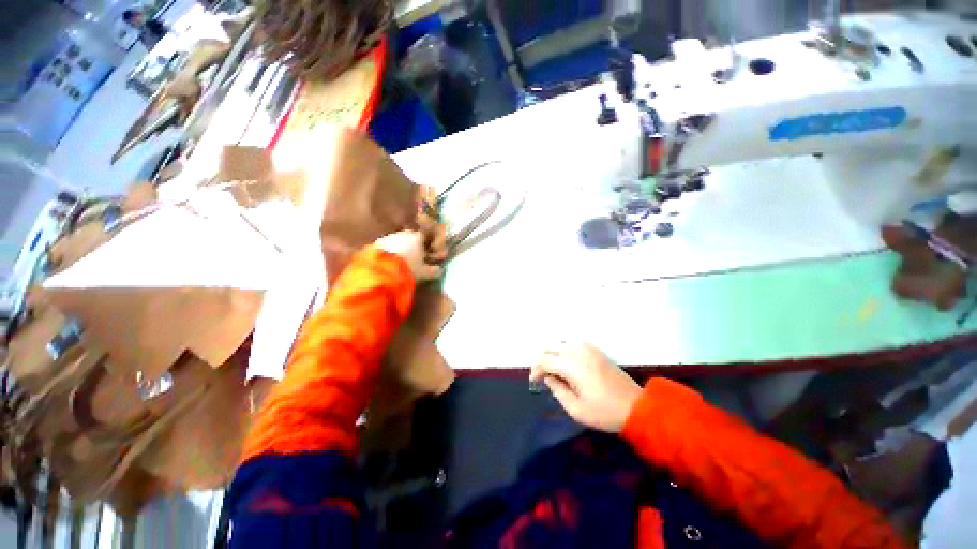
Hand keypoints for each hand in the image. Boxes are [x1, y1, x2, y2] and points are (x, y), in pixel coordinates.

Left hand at [375, 230, 442, 281]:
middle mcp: (403, 234)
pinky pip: (385, 247)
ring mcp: (387, 237)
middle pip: (410, 237)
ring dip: (399, 249)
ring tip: (400, 262)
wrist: (380, 271)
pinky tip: (388, 263)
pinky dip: (388, 253)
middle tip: (414, 257)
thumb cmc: (408, 269)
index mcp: (417, 237)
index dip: (426, 244)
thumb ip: (434, 270)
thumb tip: (439, 269)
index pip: (424, 236)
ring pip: (396, 241)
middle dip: (412, 245)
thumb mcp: (425, 273)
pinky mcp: (374, 244)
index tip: (427, 252)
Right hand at [530, 342, 641, 433]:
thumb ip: (557, 391)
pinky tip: (568, 361)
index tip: (535, 382)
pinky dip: (566, 348)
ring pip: (562, 343)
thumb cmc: (604, 412)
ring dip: (554, 353)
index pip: (545, 360)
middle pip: (551, 348)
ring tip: (554, 368)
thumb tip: (549, 378)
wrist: (636, 408)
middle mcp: (578, 352)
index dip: (536, 370)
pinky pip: (575, 342)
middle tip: (542, 375)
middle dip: (542, 360)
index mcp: (571, 366)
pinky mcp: (597, 351)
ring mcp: (589, 349)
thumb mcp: (576, 409)